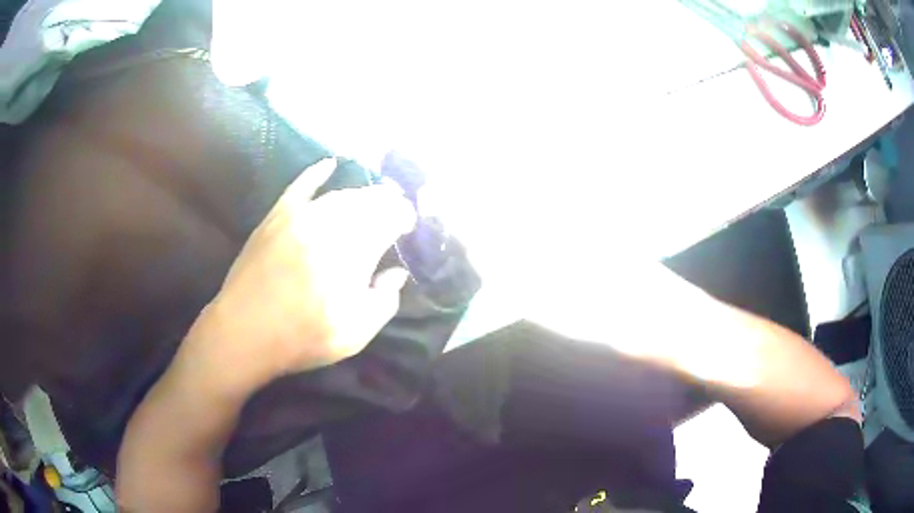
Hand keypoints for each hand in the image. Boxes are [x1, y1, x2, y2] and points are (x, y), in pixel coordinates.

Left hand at [172, 158, 416, 394]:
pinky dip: (316, 173)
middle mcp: (331, 222)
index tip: (408, 227)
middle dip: (387, 202)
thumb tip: (396, 273)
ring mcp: (301, 215)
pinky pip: (301, 185)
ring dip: (361, 195)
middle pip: (368, 199)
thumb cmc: (303, 337)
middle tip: (394, 211)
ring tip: (370, 202)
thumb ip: (386, 301)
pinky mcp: (277, 215)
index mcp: (355, 249)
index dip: (404, 217)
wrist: (245, 332)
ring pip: (340, 193)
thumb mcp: (357, 333)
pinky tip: (329, 164)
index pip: (391, 216)